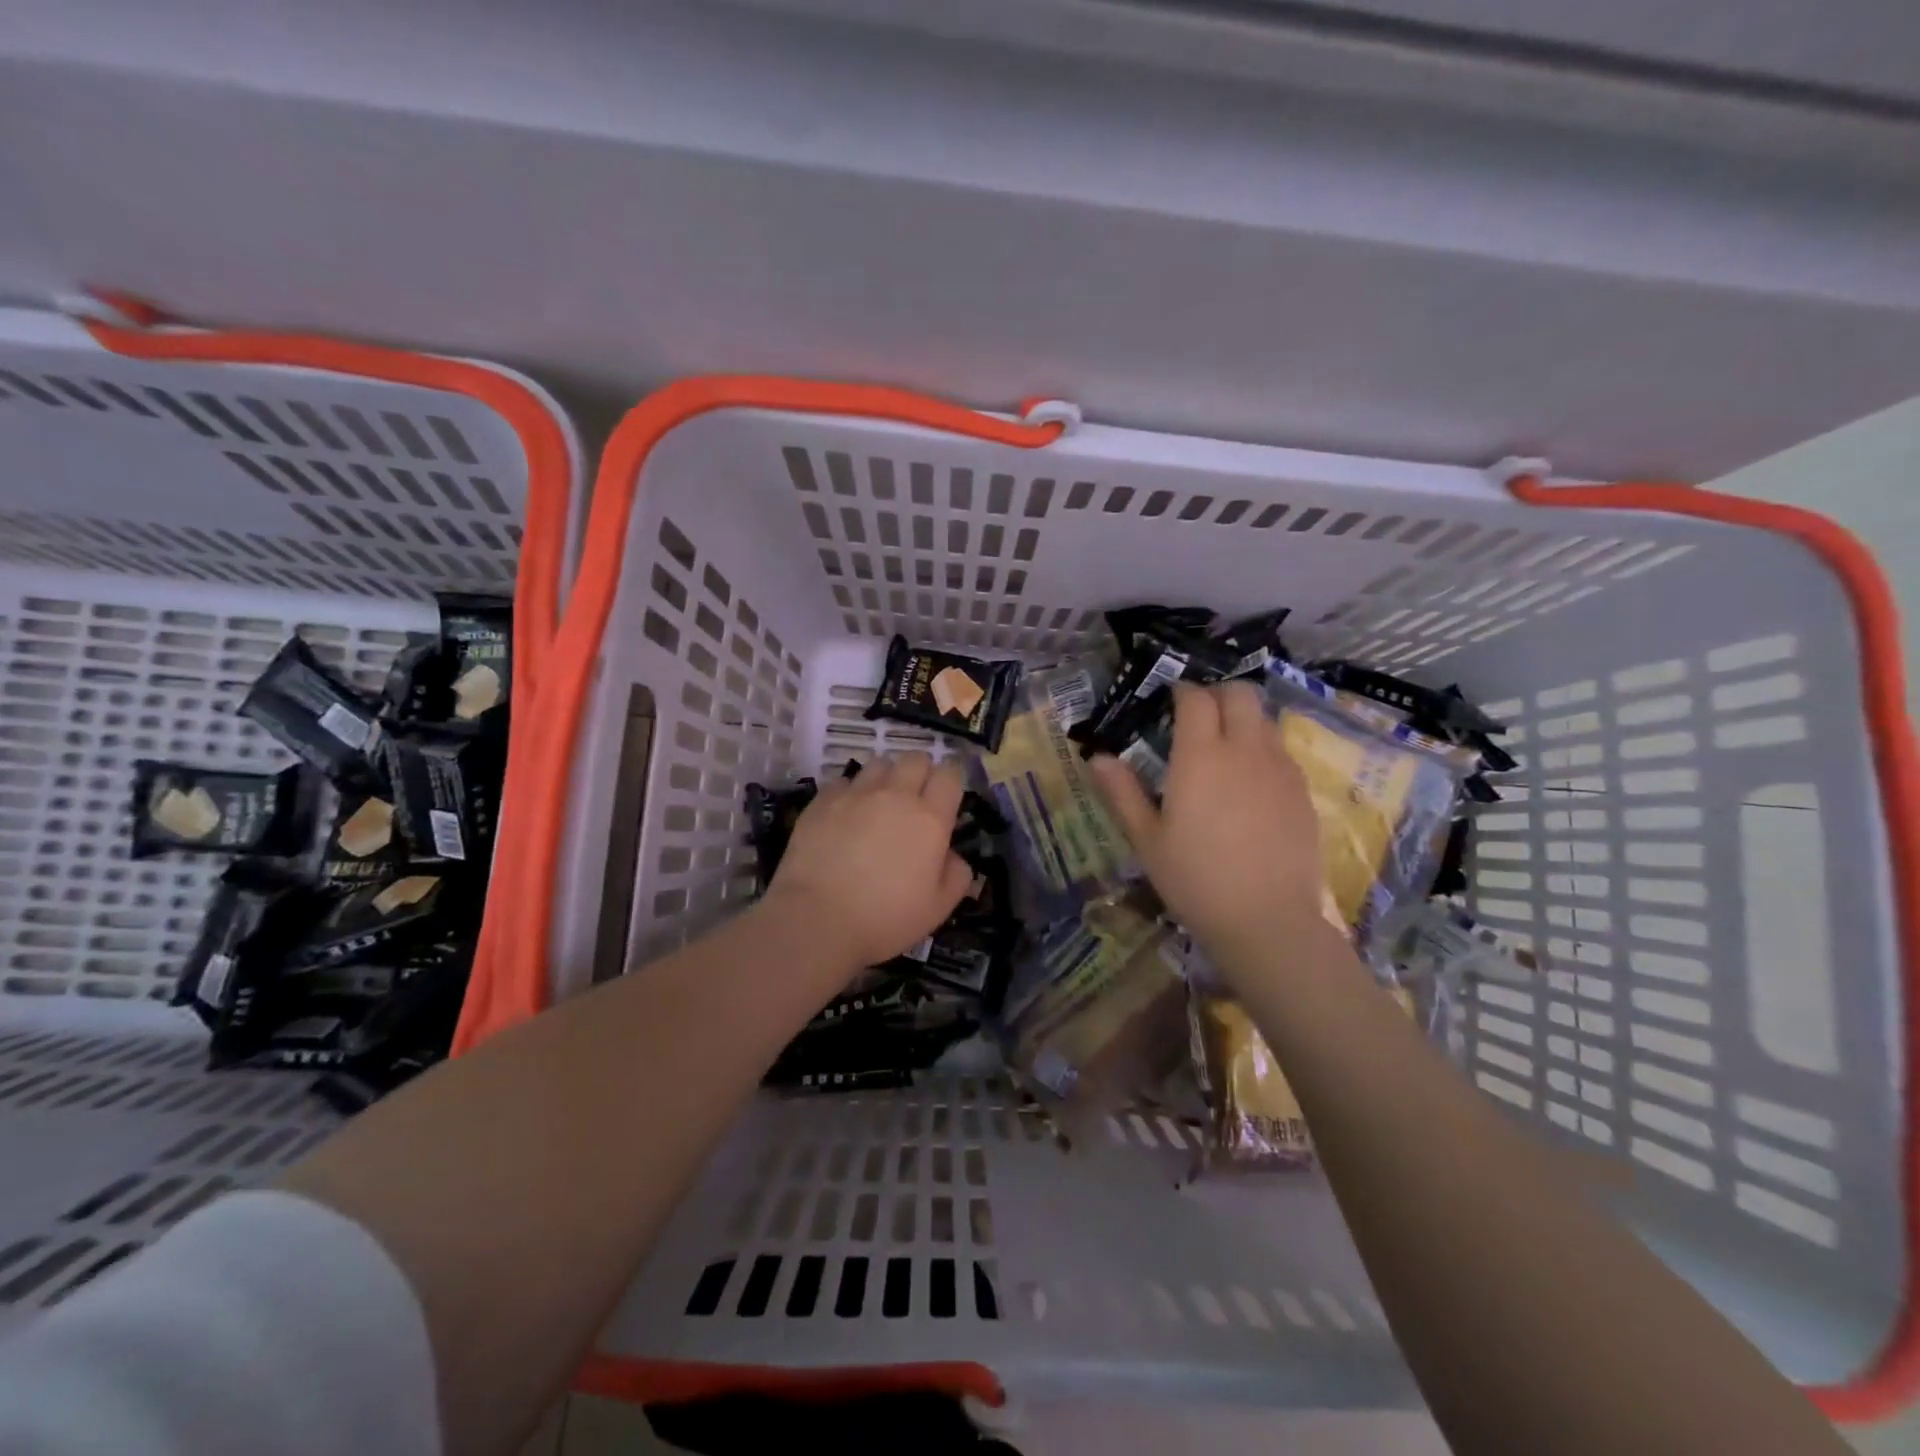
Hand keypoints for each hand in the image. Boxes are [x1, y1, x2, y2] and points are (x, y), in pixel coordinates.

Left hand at [762, 753, 974, 970]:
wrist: (817, 920)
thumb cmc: (885, 918)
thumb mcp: (938, 909)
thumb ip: (956, 876)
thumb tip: (953, 856)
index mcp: (930, 819)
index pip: (950, 775)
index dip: (951, 780)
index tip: (947, 796)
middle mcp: (896, 795)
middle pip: (915, 759)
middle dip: (920, 772)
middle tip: (915, 799)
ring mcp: (856, 794)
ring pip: (879, 764)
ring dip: (886, 778)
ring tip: (879, 803)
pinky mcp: (823, 801)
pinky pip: (843, 781)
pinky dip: (850, 792)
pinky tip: (845, 815)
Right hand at [1091, 681, 1331, 960]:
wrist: (1267, 920)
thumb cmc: (1195, 880)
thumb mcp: (1147, 839)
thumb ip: (1122, 792)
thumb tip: (1097, 758)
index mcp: (1201, 756)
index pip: (1196, 699)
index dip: (1182, 691)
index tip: (1171, 699)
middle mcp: (1244, 750)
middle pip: (1241, 694)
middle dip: (1219, 693)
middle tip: (1199, 715)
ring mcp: (1280, 769)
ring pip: (1265, 720)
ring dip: (1243, 719)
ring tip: (1224, 748)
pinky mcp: (1302, 792)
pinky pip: (1282, 752)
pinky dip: (1263, 750)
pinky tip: (1250, 784)